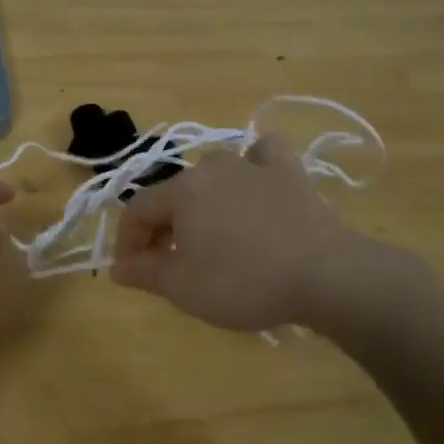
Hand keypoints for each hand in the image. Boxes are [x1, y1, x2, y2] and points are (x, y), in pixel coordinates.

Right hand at [110, 134, 441, 351]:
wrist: (326, 275)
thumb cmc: (243, 282)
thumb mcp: (183, 287)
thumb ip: (144, 272)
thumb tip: (117, 267)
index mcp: (181, 191)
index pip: (138, 210)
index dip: (127, 241)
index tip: (131, 272)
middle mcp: (212, 168)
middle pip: (173, 195)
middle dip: (163, 228)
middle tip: (168, 263)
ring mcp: (254, 166)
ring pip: (214, 174)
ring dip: (201, 202)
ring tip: (208, 234)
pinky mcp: (291, 174)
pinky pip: (264, 156)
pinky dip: (254, 164)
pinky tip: (255, 181)